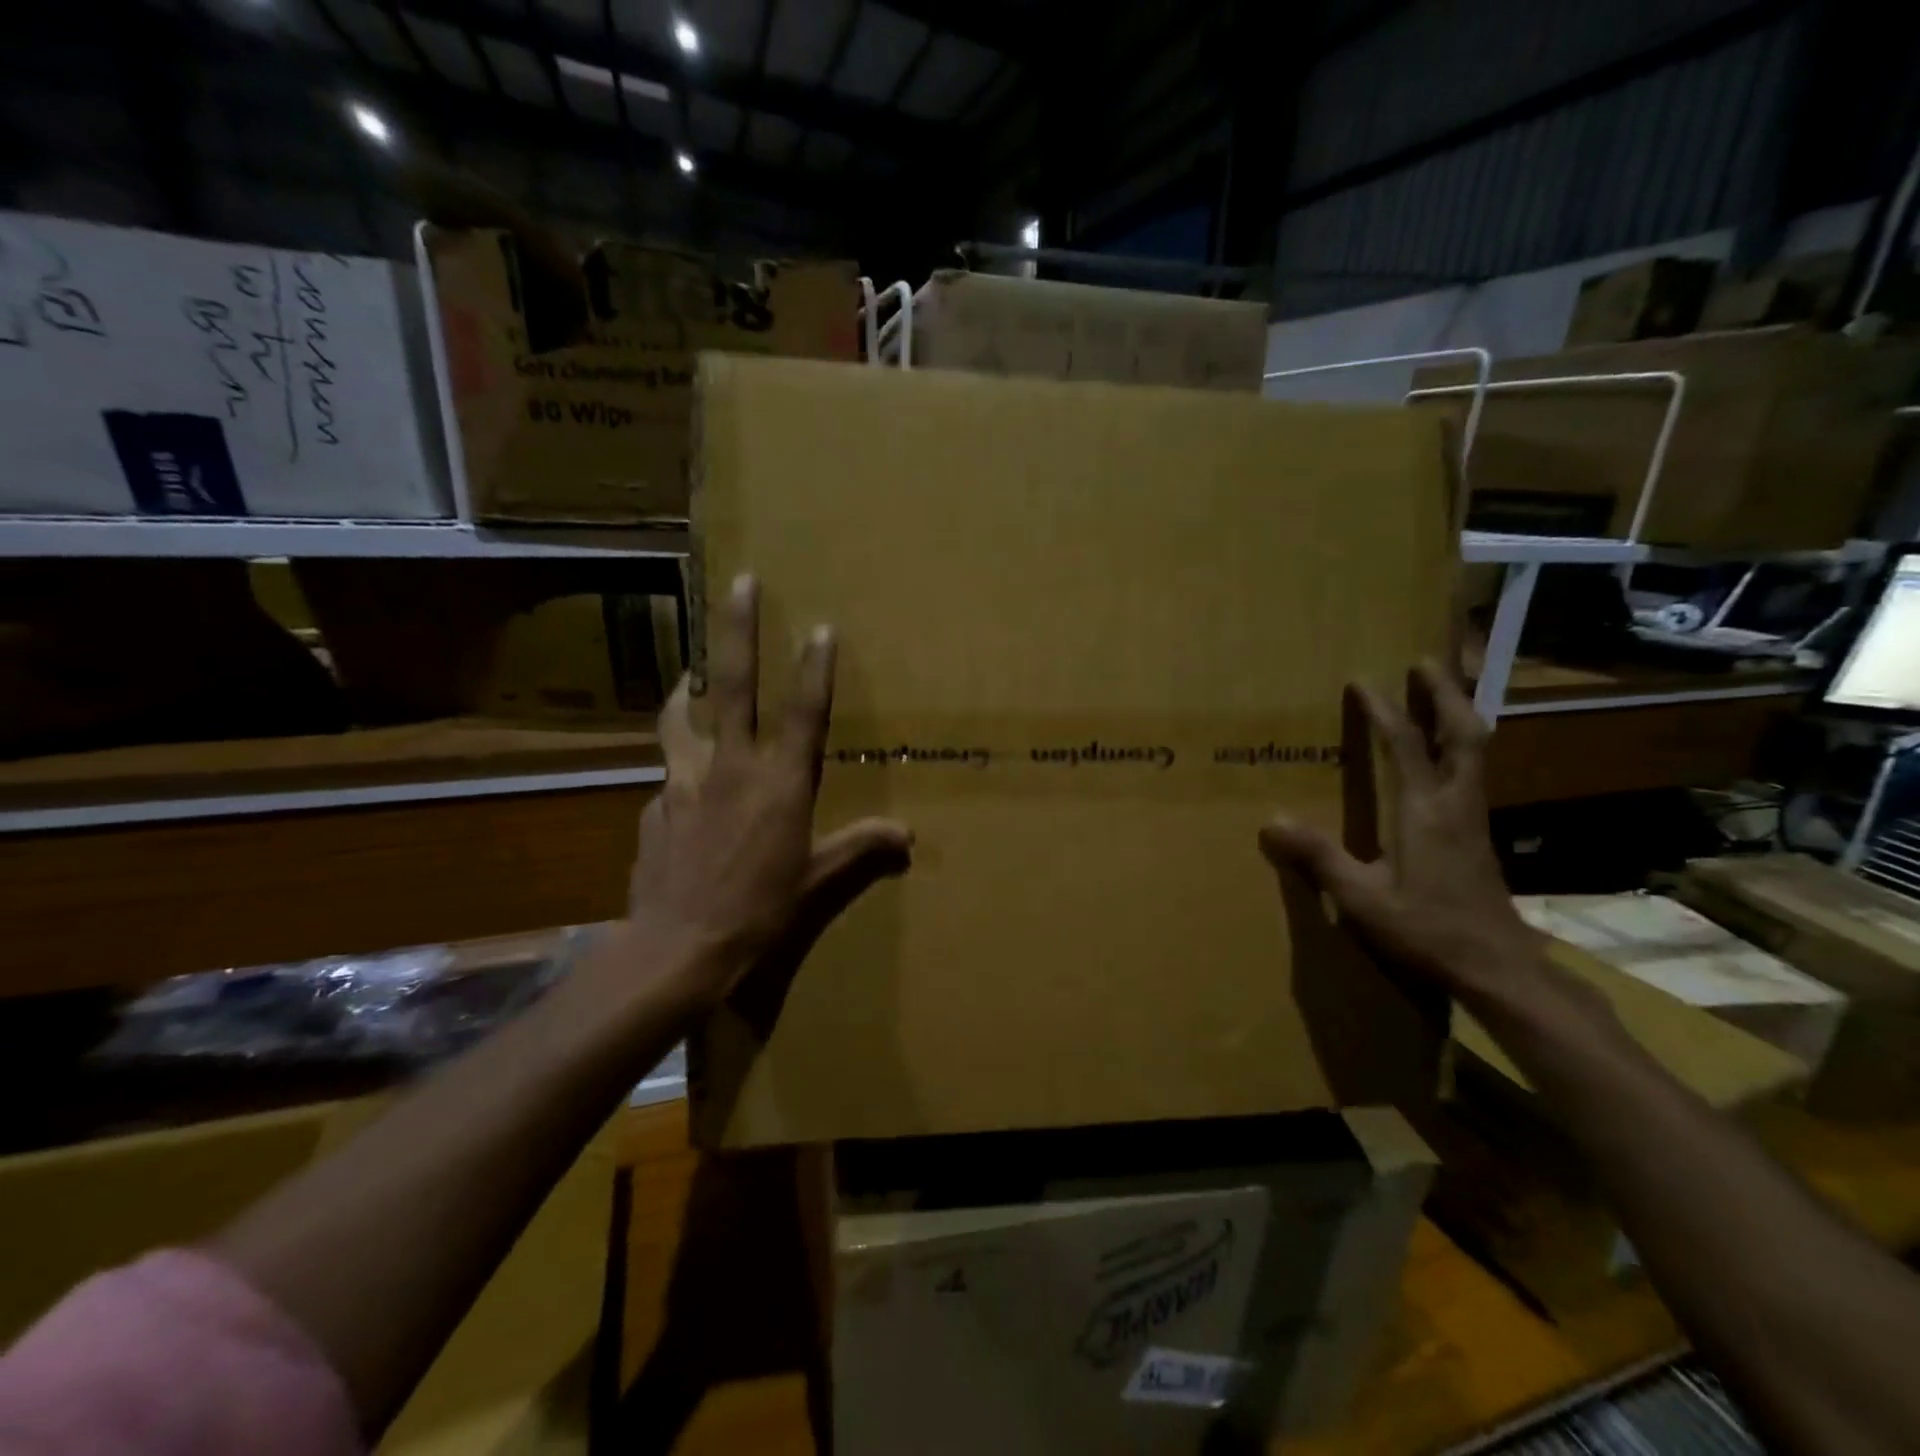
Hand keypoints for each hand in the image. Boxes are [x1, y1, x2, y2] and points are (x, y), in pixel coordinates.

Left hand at [625, 573, 911, 1006]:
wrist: (680, 947)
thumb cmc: (760, 911)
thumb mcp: (817, 882)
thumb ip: (861, 849)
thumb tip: (907, 836)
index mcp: (779, 783)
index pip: (804, 713)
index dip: (815, 668)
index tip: (820, 626)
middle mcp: (731, 768)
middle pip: (733, 685)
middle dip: (737, 629)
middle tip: (739, 581)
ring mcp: (684, 783)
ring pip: (681, 719)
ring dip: (686, 692)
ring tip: (686, 678)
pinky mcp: (655, 806)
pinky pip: (668, 778)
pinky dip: (678, 773)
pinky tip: (682, 792)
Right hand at [1259, 659, 1542, 1008]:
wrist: (1499, 969)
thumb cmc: (1428, 930)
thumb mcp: (1362, 899)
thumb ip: (1319, 858)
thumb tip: (1271, 822)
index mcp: (1426, 812)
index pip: (1404, 745)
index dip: (1383, 710)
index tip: (1363, 681)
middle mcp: (1456, 805)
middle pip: (1463, 734)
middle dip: (1444, 694)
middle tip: (1424, 662)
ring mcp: (1473, 820)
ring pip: (1475, 752)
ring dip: (1456, 716)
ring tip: (1438, 693)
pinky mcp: (1478, 837)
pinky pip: (1472, 773)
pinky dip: (1458, 747)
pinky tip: (1442, 756)